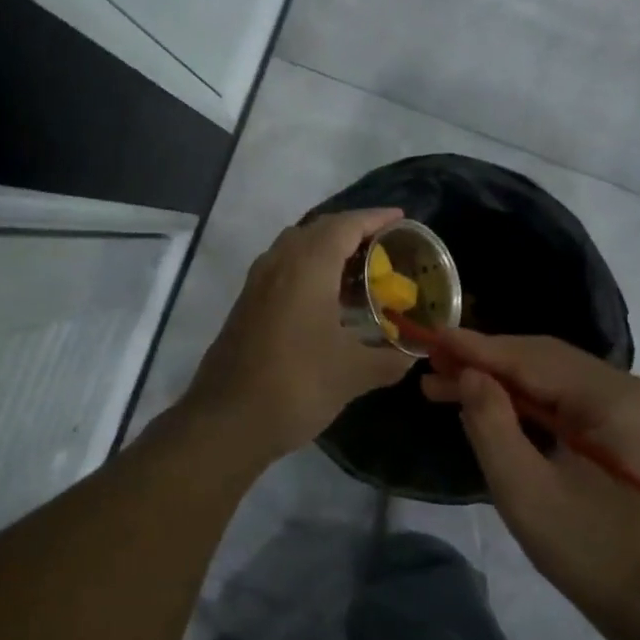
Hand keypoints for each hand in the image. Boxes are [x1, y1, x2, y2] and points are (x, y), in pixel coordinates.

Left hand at [184, 209, 413, 464]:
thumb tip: (413, 354)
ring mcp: (257, 284)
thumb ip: (389, 359)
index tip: (401, 219)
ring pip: (296, 248)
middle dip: (352, 231)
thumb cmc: (296, 386)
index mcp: (307, 266)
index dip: (375, 218)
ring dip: (327, 249)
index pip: (345, 225)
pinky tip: (327, 300)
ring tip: (359, 270)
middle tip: (384, 246)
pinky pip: (283, 269)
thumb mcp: (353, 374)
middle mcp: (278, 264)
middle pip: (318, 230)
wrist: (226, 421)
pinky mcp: (246, 305)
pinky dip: (309, 269)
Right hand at [422, 331, 639, 636]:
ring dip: (502, 381)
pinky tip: (490, 405)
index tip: (433, 338)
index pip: (534, 359)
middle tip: (432, 366)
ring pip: (554, 378)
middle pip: (545, 361)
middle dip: (486, 363)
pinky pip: (568, 399)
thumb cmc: (593, 555)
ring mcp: (634, 407)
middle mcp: (631, 389)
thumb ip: (491, 426)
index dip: (479, 349)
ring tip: (447, 385)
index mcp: (616, 399)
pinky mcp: (628, 428)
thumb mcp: (527, 493)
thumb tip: (468, 374)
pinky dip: (526, 401)